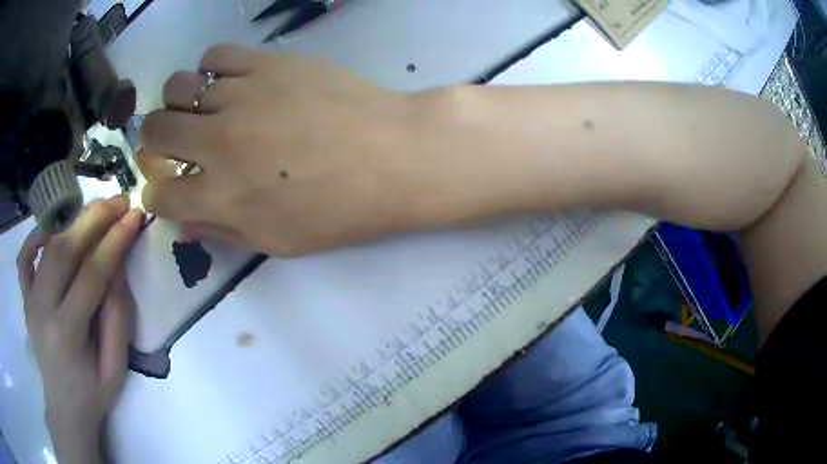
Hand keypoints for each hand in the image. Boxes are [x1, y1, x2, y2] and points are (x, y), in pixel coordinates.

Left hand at [17, 196, 143, 463]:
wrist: (65, 409)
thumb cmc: (93, 394)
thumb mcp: (116, 367)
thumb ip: (117, 318)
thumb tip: (118, 267)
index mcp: (67, 334)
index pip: (91, 274)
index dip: (115, 241)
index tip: (135, 216)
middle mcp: (43, 309)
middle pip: (65, 249)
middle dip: (94, 219)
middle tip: (119, 201)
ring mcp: (30, 301)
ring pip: (48, 247)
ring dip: (74, 222)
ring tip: (97, 211)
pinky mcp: (25, 298)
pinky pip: (24, 259)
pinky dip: (35, 237)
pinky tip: (51, 231)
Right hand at [140, 44, 441, 254]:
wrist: (394, 156)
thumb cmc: (340, 210)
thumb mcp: (277, 241)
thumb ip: (221, 230)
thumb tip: (182, 223)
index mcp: (219, 197)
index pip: (158, 195)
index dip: (157, 194)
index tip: (168, 188)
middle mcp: (217, 142)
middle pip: (153, 130)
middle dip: (154, 140)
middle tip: (175, 142)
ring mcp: (241, 95)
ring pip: (178, 86)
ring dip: (180, 101)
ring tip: (203, 108)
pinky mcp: (268, 62)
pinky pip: (217, 55)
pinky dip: (213, 69)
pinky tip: (232, 82)